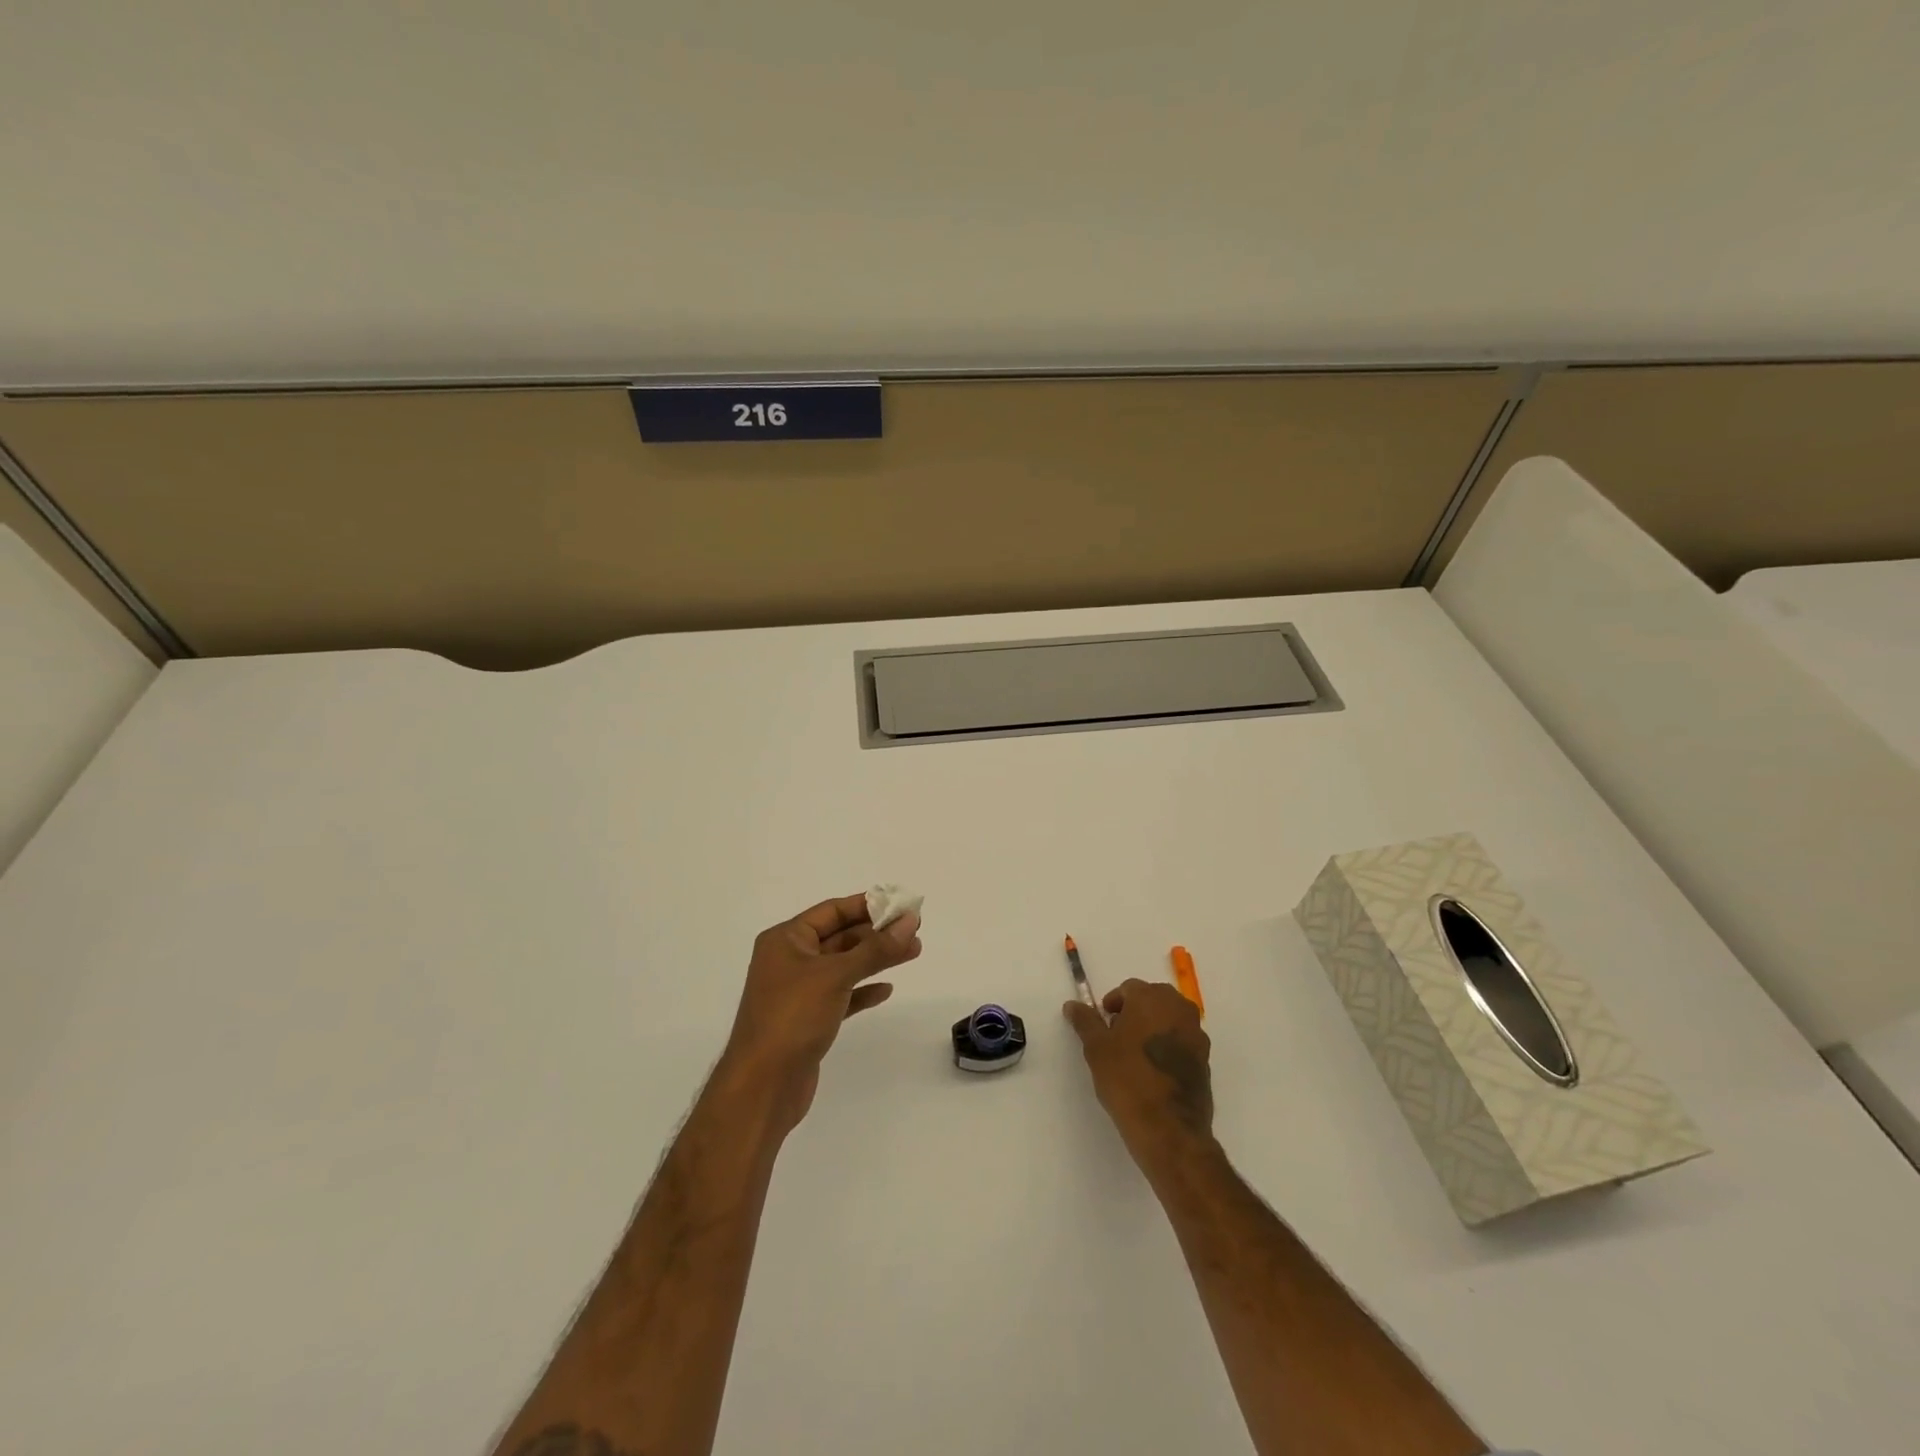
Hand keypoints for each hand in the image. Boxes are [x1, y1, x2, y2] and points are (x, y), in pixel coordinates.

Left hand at [722, 893, 922, 1132]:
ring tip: (913, 952)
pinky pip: (841, 995)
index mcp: (785, 939)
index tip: (901, 904)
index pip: (832, 911)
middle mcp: (789, 960)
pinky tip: (886, 989)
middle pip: (839, 937)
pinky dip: (863, 990)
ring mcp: (798, 991)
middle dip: (877, 933)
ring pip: (843, 966)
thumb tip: (910, 921)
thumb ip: (876, 949)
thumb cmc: (793, 1018)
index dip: (867, 905)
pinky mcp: (808, 1019)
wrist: (762, 1087)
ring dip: (876, 959)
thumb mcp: (836, 975)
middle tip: (915, 930)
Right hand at [1064, 979, 1213, 1166]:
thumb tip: (1072, 1005)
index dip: (1113, 1005)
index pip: (1128, 989)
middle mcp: (1179, 1008)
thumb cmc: (1127, 1080)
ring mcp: (1197, 1034)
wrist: (1169, 1129)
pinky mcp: (1205, 1060)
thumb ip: (1085, 1021)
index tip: (1103, 1025)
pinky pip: (1181, 1042)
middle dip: (1134, 1013)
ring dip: (1152, 1029)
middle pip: (1152, 1000)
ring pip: (1169, 1020)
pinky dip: (1167, 1047)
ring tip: (1134, 1056)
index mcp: (1152, 998)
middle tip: (1116, 1037)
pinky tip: (1153, 1072)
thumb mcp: (1097, 1049)